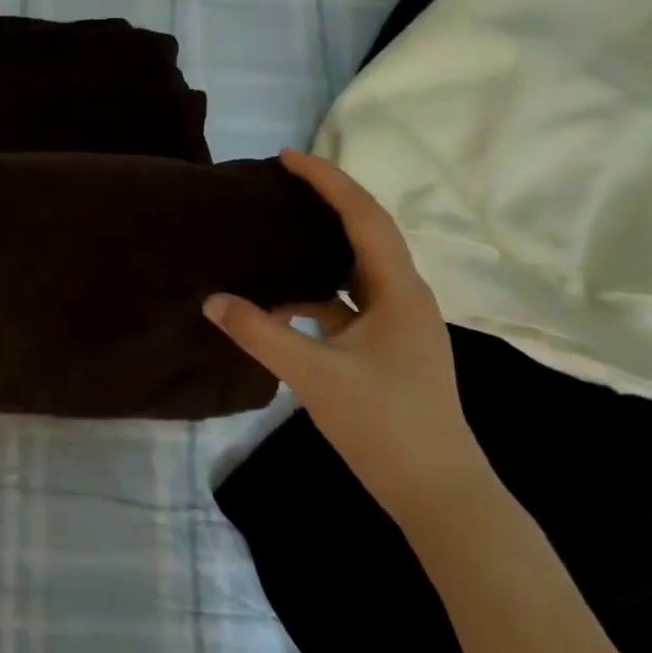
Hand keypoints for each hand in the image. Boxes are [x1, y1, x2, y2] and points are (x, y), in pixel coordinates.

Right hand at [203, 149, 493, 526]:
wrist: (440, 495)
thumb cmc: (386, 426)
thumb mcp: (314, 375)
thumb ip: (260, 333)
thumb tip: (211, 300)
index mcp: (398, 290)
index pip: (363, 216)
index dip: (327, 180)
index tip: (288, 157)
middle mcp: (403, 296)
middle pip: (364, 232)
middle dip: (326, 202)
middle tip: (280, 183)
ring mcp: (398, 324)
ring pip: (354, 268)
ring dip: (319, 246)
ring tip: (276, 230)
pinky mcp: (387, 347)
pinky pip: (347, 302)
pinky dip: (315, 292)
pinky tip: (279, 302)